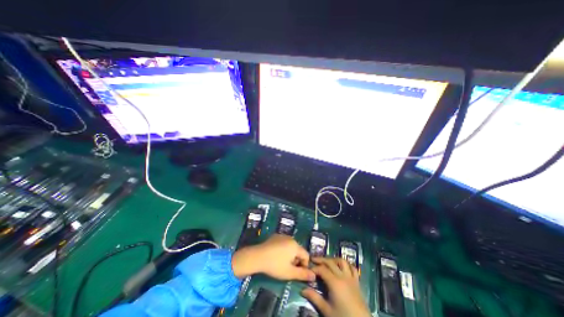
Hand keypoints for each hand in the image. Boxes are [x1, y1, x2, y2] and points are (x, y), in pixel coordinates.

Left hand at [231, 234, 315, 280]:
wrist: (258, 256)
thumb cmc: (275, 265)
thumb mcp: (289, 272)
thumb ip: (303, 274)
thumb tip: (314, 276)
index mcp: (295, 245)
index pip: (306, 255)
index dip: (304, 265)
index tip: (298, 273)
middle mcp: (290, 238)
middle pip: (298, 250)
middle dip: (296, 260)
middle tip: (289, 269)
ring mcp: (282, 236)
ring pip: (290, 246)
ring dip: (290, 255)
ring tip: (282, 263)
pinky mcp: (275, 236)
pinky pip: (283, 243)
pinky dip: (283, 249)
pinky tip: (276, 256)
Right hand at [302, 258, 372, 315]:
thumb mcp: (327, 310)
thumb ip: (315, 298)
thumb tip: (303, 290)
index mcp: (334, 282)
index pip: (322, 269)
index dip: (314, 268)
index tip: (308, 269)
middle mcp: (342, 276)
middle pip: (330, 262)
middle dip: (320, 259)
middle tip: (313, 259)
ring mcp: (351, 278)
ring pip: (341, 261)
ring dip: (333, 259)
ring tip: (327, 261)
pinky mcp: (357, 282)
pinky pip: (352, 268)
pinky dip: (346, 264)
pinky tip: (342, 266)